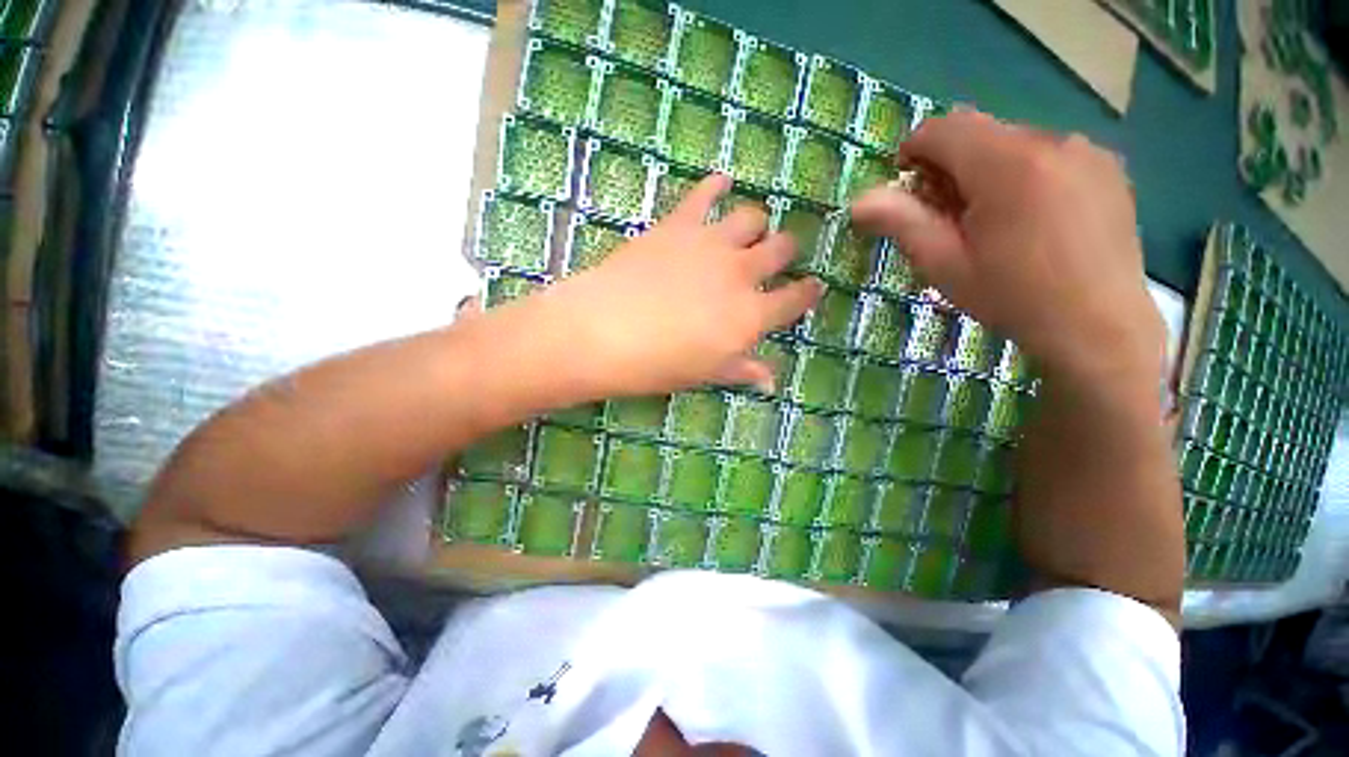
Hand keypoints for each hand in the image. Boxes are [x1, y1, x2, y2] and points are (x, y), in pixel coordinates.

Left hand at [528, 174, 822, 397]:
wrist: (604, 332)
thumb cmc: (657, 365)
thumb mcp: (705, 374)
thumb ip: (741, 370)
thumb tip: (771, 380)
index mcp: (751, 315)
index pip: (794, 299)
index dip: (807, 293)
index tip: (812, 287)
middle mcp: (741, 273)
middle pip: (782, 249)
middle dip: (786, 251)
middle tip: (778, 256)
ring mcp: (711, 243)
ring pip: (753, 216)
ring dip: (757, 223)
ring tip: (749, 229)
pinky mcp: (679, 224)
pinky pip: (705, 193)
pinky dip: (716, 185)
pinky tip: (721, 181)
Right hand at [852, 110, 1163, 385]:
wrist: (1097, 327)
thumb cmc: (1011, 297)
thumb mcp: (944, 264)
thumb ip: (902, 223)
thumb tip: (859, 201)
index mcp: (1007, 164)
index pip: (944, 128)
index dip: (914, 151)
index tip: (907, 189)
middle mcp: (1052, 140)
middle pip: (979, 133)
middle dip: (951, 165)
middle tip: (947, 216)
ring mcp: (1087, 151)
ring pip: (1014, 143)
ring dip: (987, 171)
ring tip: (991, 222)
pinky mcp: (1108, 167)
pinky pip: (1049, 154)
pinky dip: (1024, 175)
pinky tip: (1031, 220)